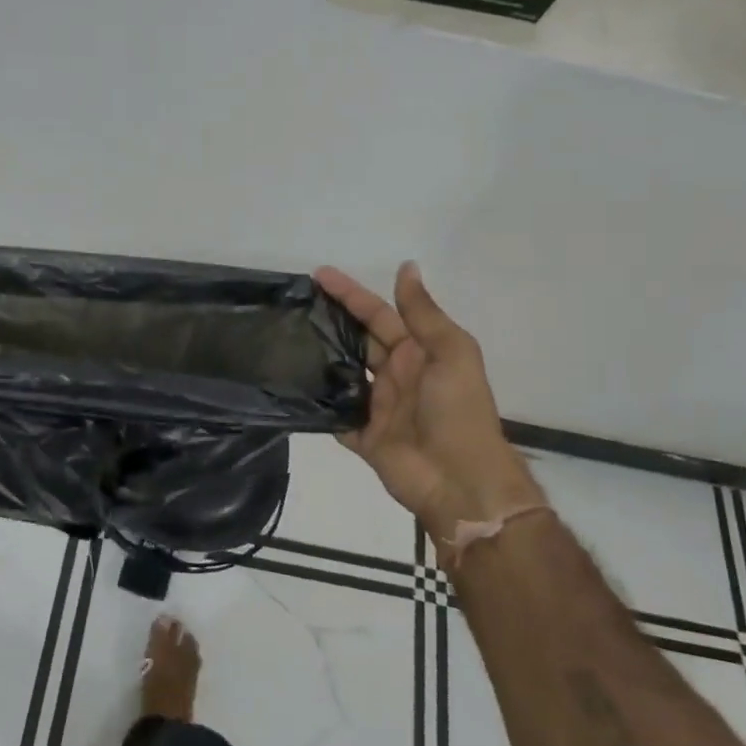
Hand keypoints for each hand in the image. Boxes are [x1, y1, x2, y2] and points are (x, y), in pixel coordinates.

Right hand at [314, 262, 540, 548]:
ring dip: (320, 358)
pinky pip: (335, 416)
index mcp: (417, 353)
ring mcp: (378, 407)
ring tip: (285, 339)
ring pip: (343, 374)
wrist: (460, 479)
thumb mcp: (451, 353)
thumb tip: (406, 266)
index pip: (378, 314)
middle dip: (330, 320)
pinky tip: (291, 389)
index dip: (351, 294)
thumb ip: (424, 313)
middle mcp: (395, 375)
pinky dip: (318, 405)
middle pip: (357, 340)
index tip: (319, 275)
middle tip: (294, 304)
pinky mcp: (363, 437)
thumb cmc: (458, 410)